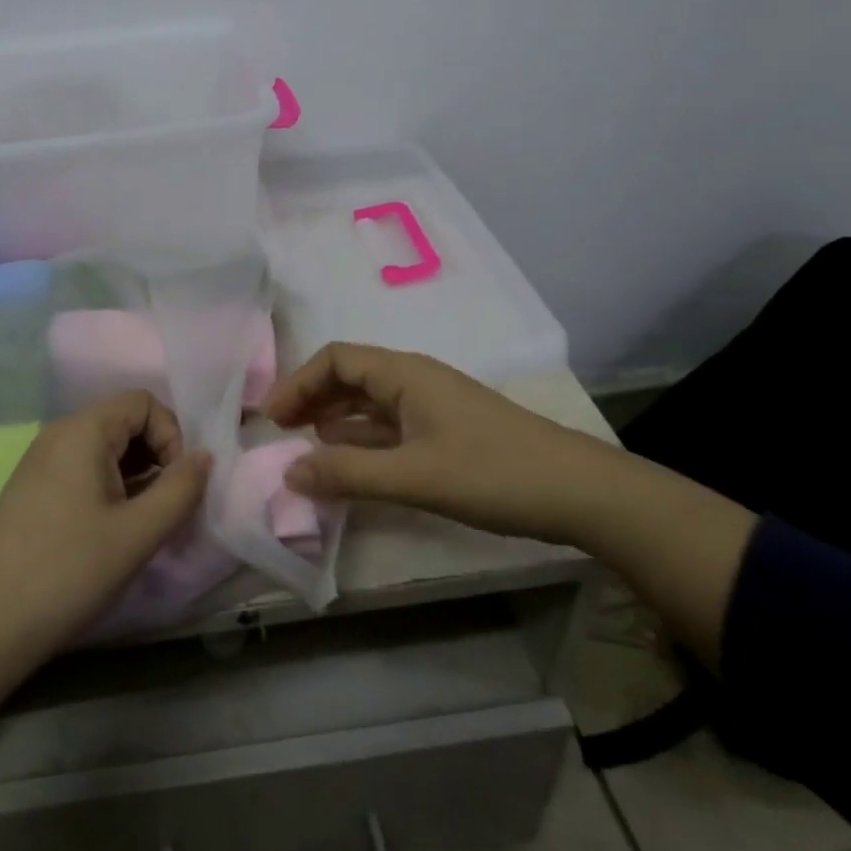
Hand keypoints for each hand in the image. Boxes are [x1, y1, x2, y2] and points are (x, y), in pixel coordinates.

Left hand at [0, 392, 208, 762]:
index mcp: (83, 429)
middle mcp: (60, 433)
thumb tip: (205, 456)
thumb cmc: (68, 571)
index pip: (143, 402)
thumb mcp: (137, 533)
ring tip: (144, 522)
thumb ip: (180, 489)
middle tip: (167, 506)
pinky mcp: (33, 489)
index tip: (177, 483)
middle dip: (157, 456)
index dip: (171, 435)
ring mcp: (42, 461)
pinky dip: (111, 487)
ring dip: (136, 474)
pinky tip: (113, 529)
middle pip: (125, 421)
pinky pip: (84, 468)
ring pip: (106, 448)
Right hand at [263, 342, 611, 541]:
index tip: (270, 418)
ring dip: (334, 419)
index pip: (335, 359)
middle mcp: (414, 380)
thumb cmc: (493, 473)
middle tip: (279, 433)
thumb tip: (287, 473)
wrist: (580, 492)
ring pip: (369, 402)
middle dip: (311, 398)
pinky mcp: (446, 432)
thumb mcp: (415, 476)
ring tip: (304, 448)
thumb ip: (348, 473)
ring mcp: (432, 405)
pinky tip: (349, 461)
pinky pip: (389, 425)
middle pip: (349, 376)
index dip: (298, 383)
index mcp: (404, 373)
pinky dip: (361, 438)